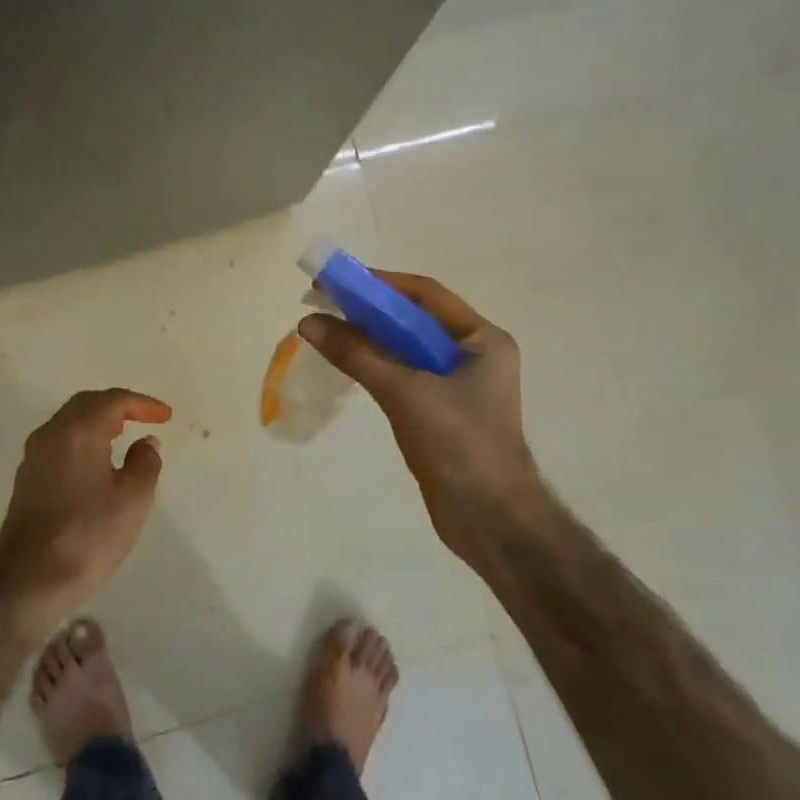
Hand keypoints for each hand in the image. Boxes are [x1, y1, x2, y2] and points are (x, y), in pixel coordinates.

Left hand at [0, 388, 170, 630]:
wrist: (28, 581)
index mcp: (78, 431)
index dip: (142, 404)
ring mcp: (33, 458)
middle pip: (86, 405)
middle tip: (143, 419)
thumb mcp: (133, 500)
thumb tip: (145, 443)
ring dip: (97, 423)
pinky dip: (82, 442)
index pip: (113, 400)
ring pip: (69, 424)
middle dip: (117, 407)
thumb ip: (145, 463)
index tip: (165, 416)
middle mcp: (50, 435)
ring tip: (123, 438)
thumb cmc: (88, 536)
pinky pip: (59, 445)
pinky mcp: (26, 480)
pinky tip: (97, 465)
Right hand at [299, 271, 544, 565]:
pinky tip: (348, 365)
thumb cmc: (459, 444)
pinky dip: (376, 366)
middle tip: (323, 303)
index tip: (336, 280)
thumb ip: (357, 354)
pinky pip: (404, 377)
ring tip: (327, 330)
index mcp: (482, 340)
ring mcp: (458, 386)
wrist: (490, 519)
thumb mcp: (405, 392)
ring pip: (406, 350)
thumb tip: (308, 322)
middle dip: (370, 310)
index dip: (380, 283)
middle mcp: (473, 356)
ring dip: (370, 338)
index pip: (425, 295)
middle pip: (414, 320)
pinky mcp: (441, 413)